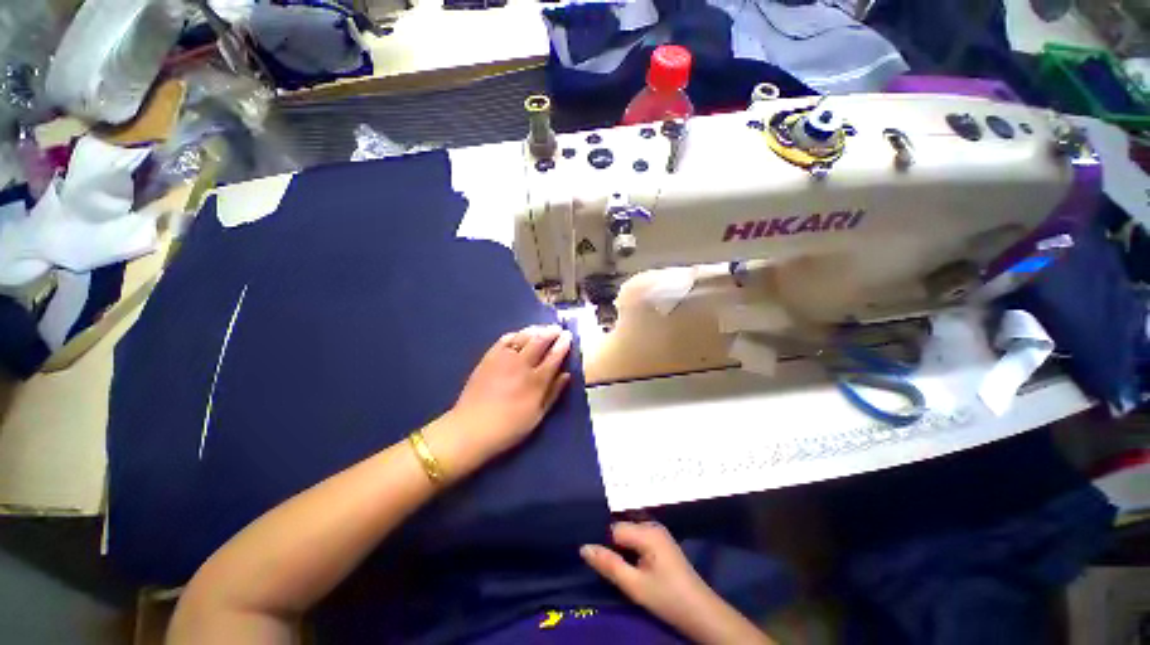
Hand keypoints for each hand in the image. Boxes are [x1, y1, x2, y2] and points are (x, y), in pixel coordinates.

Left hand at [430, 325, 572, 475]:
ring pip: (523, 336)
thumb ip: (553, 393)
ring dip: (535, 330)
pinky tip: (520, 335)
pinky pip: (504, 339)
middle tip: (558, 329)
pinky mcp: (489, 357)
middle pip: (540, 341)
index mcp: (536, 380)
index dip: (563, 344)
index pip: (554, 356)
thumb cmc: (509, 427)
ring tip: (542, 329)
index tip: (568, 335)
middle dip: (551, 332)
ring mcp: (503, 358)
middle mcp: (521, 364)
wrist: (471, 429)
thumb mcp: (537, 415)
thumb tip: (566, 375)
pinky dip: (515, 334)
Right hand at [581, 522, 710, 618]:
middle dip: (612, 545)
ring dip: (621, 549)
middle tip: (605, 566)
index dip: (603, 543)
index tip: (596, 560)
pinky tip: (629, 564)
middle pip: (622, 529)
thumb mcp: (634, 585)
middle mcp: (652, 525)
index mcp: (647, 531)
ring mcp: (659, 533)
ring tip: (614, 566)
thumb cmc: (667, 598)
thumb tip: (584, 548)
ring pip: (629, 534)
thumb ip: (609, 565)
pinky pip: (638, 538)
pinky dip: (631, 549)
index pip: (614, 529)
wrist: (701, 612)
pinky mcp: (662, 542)